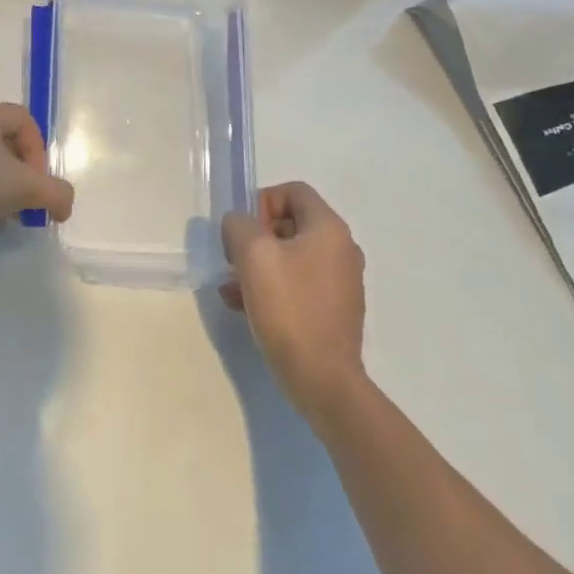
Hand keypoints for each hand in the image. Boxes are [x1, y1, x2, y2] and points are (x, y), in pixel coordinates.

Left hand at [0, 101, 74, 247]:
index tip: (37, 182)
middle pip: (8, 145)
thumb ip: (55, 193)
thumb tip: (63, 205)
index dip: (39, 151)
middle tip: (27, 203)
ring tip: (8, 217)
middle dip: (24, 176)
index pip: (25, 121)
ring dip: (5, 191)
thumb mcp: (23, 187)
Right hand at [221, 182, 367, 418]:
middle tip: (235, 259)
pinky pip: (298, 284)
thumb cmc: (290, 308)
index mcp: (329, 229)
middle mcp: (341, 250)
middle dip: (256, 237)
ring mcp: (341, 283)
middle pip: (291, 223)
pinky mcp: (334, 311)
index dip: (262, 202)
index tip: (244, 232)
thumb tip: (240, 226)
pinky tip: (245, 307)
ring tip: (232, 287)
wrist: (324, 382)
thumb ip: (239, 225)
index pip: (293, 191)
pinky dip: (273, 287)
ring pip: (291, 257)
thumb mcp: (252, 254)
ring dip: (259, 265)